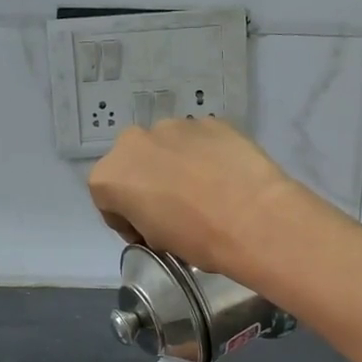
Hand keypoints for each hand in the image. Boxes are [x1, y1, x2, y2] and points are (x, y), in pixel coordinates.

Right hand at [87, 119, 298, 277]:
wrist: (254, 219)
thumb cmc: (196, 238)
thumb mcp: (156, 241)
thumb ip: (144, 219)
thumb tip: (159, 214)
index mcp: (110, 176)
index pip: (108, 201)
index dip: (126, 220)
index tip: (147, 233)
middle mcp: (133, 142)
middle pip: (134, 164)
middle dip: (147, 182)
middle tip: (172, 209)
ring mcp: (174, 125)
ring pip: (166, 147)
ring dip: (175, 165)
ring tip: (203, 191)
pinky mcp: (210, 121)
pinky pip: (199, 140)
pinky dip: (204, 155)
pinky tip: (224, 177)